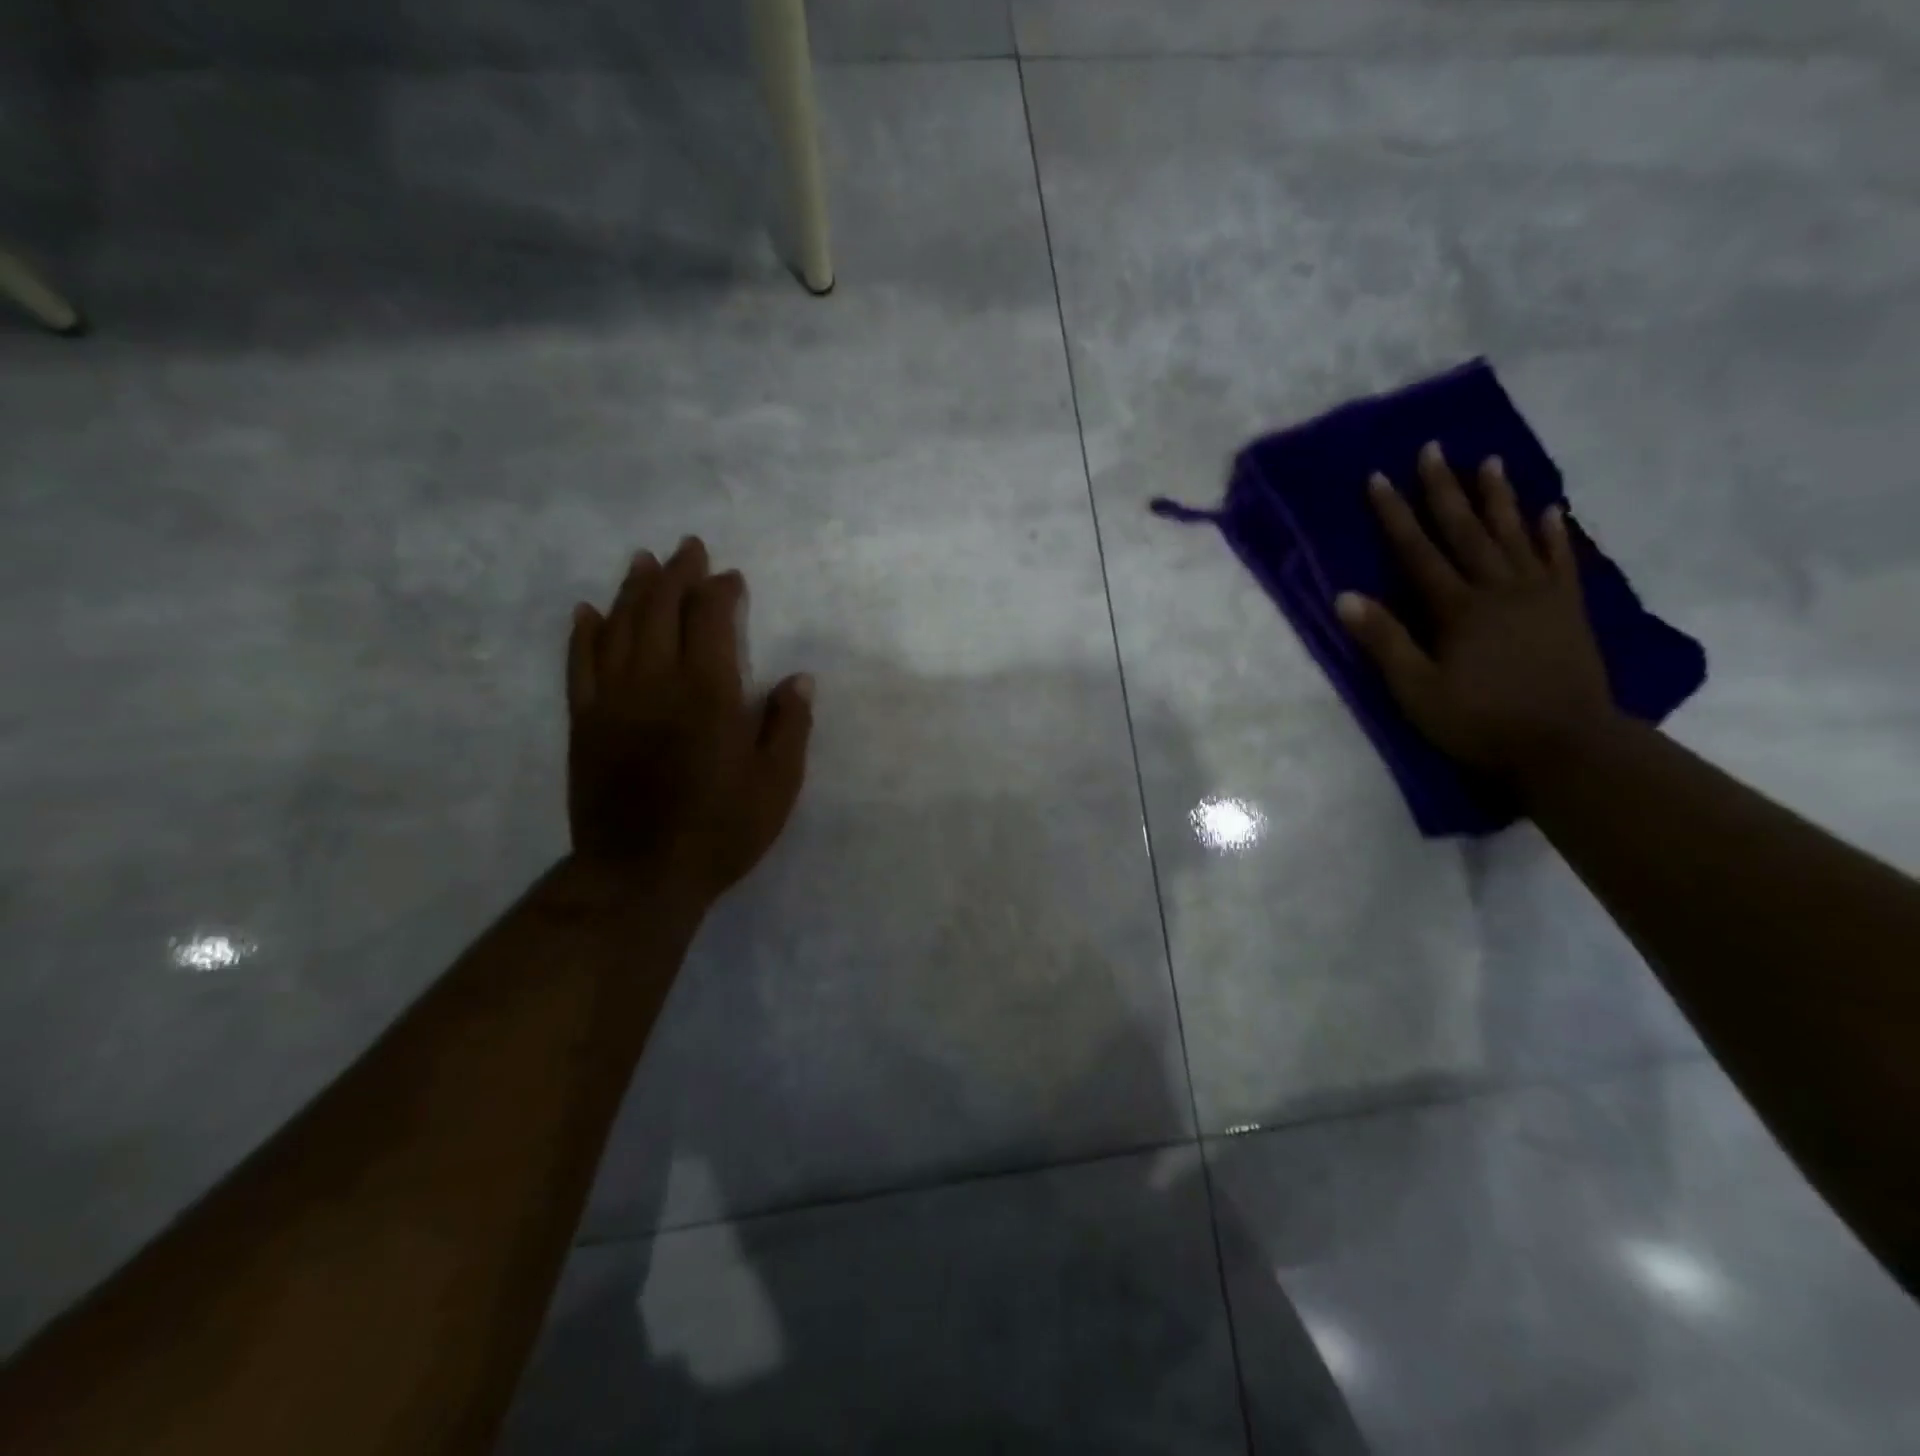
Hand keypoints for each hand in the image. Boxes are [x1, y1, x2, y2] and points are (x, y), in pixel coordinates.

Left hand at [565, 537, 813, 910]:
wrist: (639, 875)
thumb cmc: (720, 830)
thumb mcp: (776, 785)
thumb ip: (788, 726)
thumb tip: (798, 679)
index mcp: (708, 693)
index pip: (710, 620)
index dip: (720, 591)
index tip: (732, 578)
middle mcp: (657, 682)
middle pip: (661, 610)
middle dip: (676, 574)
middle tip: (687, 548)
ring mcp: (613, 700)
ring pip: (618, 627)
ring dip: (632, 589)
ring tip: (642, 561)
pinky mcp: (585, 722)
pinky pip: (580, 664)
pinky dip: (584, 633)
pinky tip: (587, 611)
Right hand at [1335, 442, 1618, 782]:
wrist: (1566, 744)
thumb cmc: (1479, 721)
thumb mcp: (1416, 690)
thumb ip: (1384, 641)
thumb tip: (1345, 596)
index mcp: (1457, 609)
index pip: (1418, 551)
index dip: (1396, 514)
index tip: (1379, 477)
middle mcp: (1498, 589)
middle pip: (1466, 531)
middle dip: (1445, 489)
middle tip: (1434, 448)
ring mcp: (1538, 596)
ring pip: (1514, 535)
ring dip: (1498, 498)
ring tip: (1489, 461)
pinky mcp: (1567, 610)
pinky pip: (1560, 561)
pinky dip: (1553, 534)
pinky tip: (1550, 510)